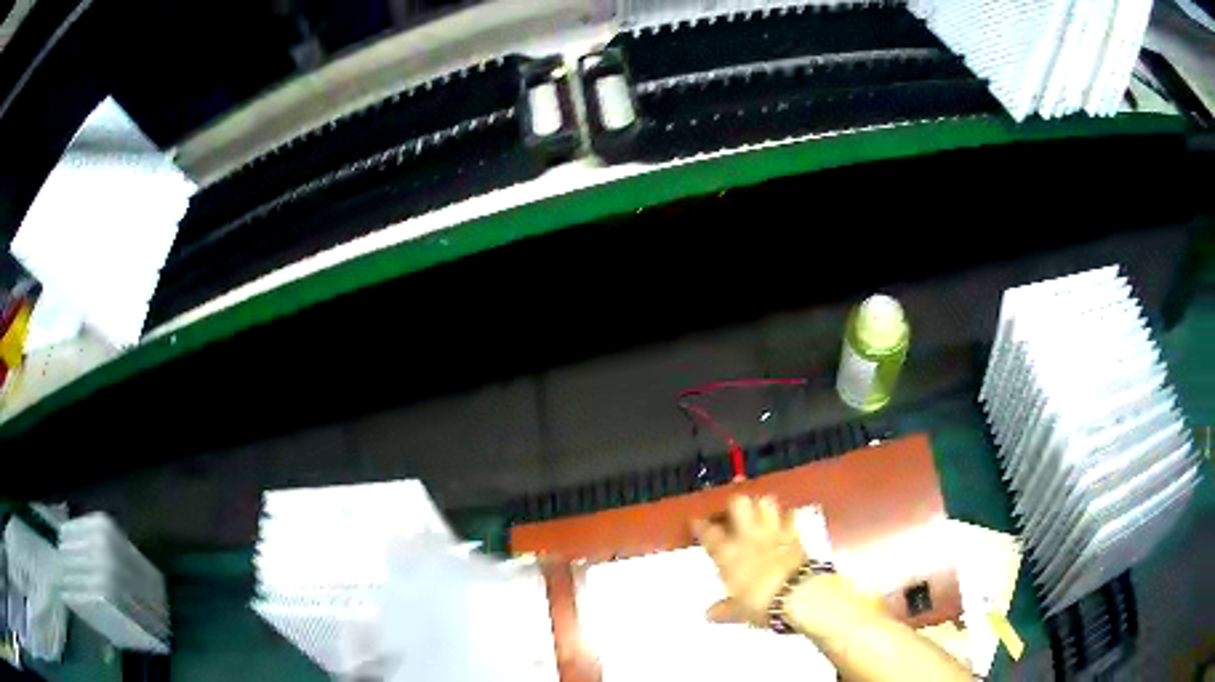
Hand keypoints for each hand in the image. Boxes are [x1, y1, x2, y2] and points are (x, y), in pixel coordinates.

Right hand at [692, 495, 806, 626]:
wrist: (798, 595)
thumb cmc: (761, 603)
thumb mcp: (738, 611)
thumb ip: (723, 609)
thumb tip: (709, 615)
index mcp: (728, 554)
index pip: (709, 533)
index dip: (701, 525)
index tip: (696, 521)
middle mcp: (748, 537)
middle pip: (738, 504)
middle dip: (734, 505)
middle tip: (732, 514)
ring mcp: (773, 532)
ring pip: (765, 502)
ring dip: (760, 505)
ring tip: (758, 512)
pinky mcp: (795, 534)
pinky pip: (790, 515)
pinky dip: (785, 516)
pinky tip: (783, 521)